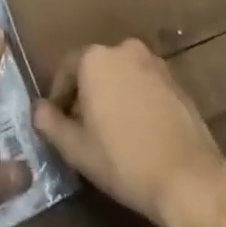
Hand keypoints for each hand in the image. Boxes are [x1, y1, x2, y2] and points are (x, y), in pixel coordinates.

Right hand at [31, 39, 225, 226]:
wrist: (188, 177)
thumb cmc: (124, 160)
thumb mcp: (77, 148)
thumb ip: (51, 124)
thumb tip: (38, 109)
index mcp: (96, 59)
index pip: (66, 69)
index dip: (58, 97)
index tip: (57, 123)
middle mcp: (124, 49)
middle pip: (94, 69)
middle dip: (85, 95)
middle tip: (81, 129)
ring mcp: (153, 63)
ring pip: (120, 76)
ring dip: (111, 96)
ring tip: (109, 132)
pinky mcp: (175, 81)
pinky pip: (143, 85)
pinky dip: (134, 100)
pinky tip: (137, 132)